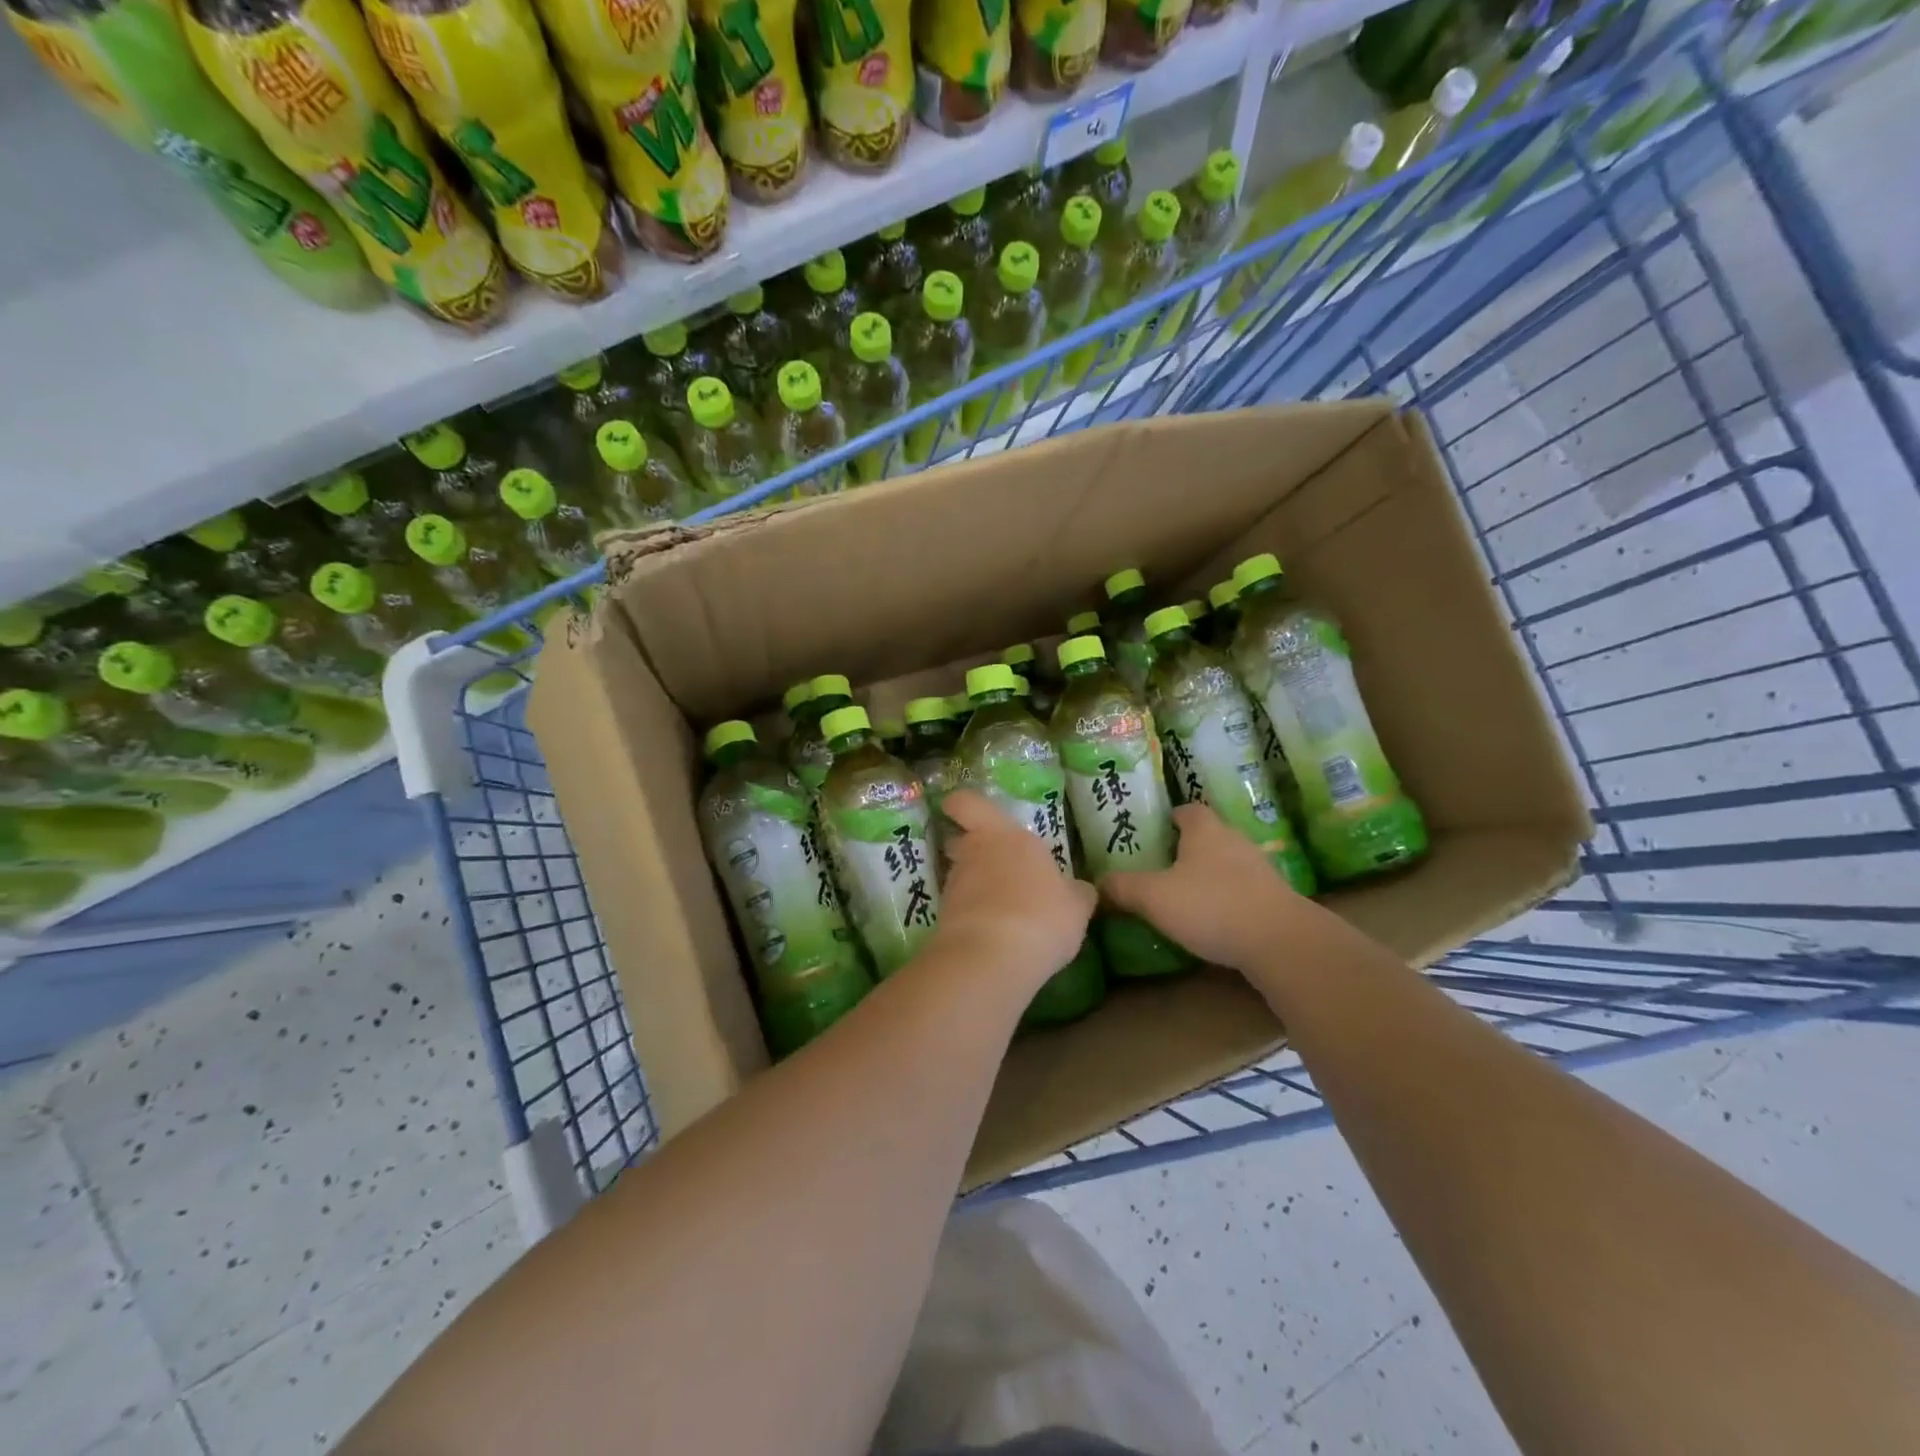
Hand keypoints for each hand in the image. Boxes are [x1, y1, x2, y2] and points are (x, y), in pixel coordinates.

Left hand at [930, 790, 1095, 988]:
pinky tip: (996, 934)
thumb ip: (1075, 892)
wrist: (990, 958)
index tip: (958, 809)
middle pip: (961, 840)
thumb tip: (1079, 890)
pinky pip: (961, 908)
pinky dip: (974, 915)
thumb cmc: (1041, 916)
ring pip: (961, 875)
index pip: (968, 803)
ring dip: (976, 886)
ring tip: (1004, 909)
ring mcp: (954, 885)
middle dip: (971, 849)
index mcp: (1005, 835)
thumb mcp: (1076, 906)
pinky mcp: (944, 917)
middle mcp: (974, 852)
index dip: (961, 804)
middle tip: (994, 864)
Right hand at [1102, 803, 1306, 971]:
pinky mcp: (1274, 898)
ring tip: (1185, 895)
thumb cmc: (1211, 905)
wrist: (1280, 941)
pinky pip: (1243, 889)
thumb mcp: (1154, 897)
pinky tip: (1213, 919)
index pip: (1189, 810)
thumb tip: (1097, 884)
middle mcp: (1234, 840)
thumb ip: (1123, 888)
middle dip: (1188, 847)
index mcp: (1205, 830)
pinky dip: (1227, 898)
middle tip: (1162, 865)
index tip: (1156, 829)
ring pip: (1227, 862)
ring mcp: (1259, 869)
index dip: (1172, 816)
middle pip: (1209, 835)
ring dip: (1209, 874)